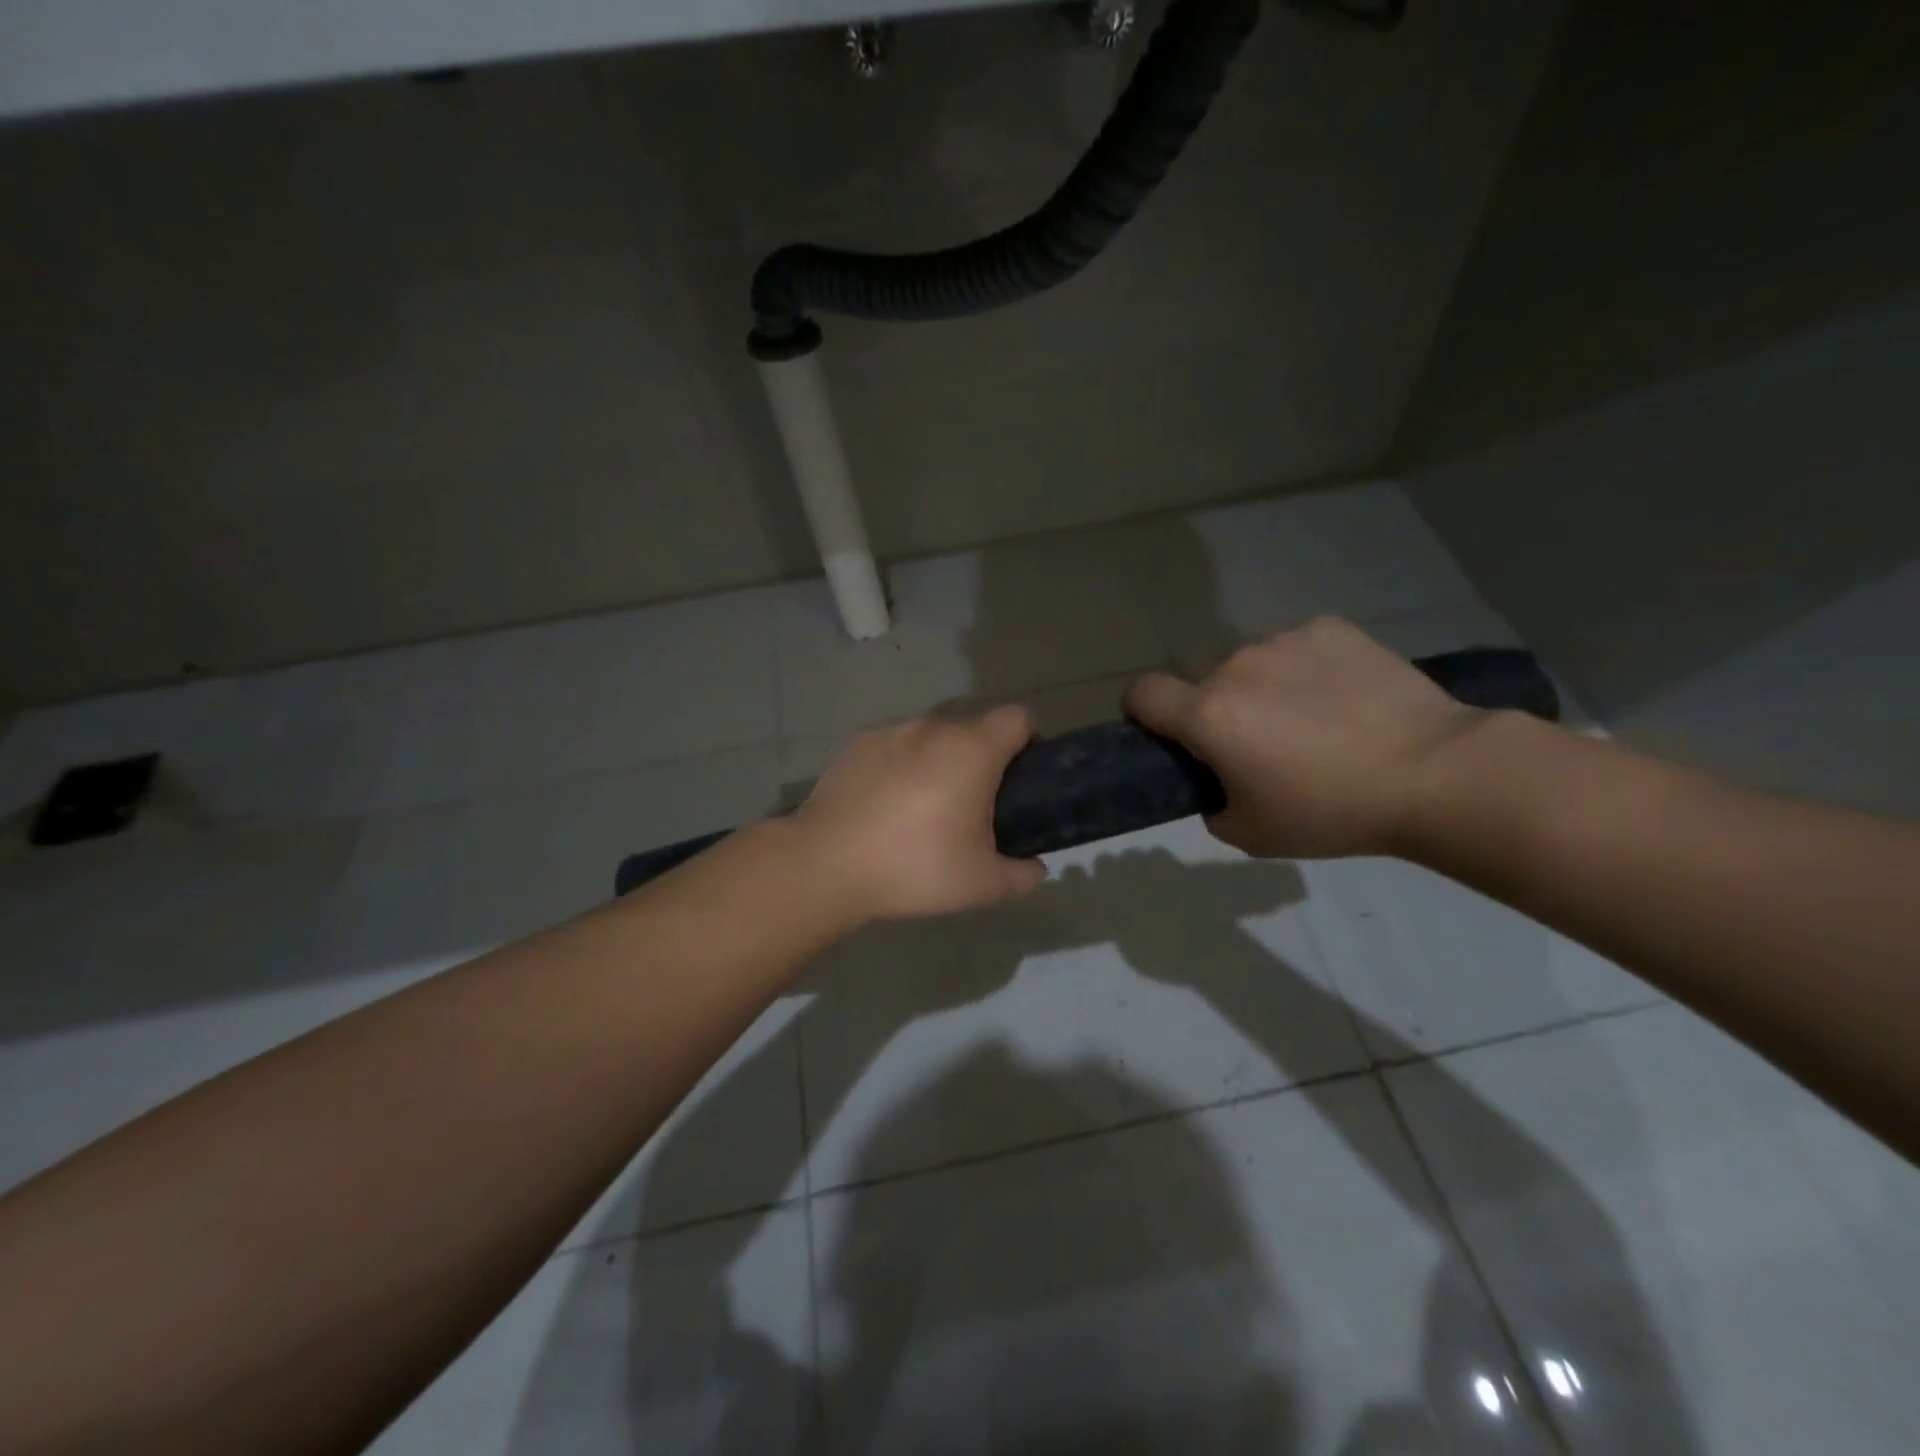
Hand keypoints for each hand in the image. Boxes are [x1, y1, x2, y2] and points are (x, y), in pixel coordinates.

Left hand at [795, 706, 1048, 921]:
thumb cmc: (915, 867)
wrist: (826, 864)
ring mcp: (890, 731)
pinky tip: (885, 804)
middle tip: (974, 805)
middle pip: (974, 726)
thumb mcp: (983, 885)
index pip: (1019, 717)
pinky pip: (895, 746)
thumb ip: (1023, 874)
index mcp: (972, 749)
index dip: (1030, 742)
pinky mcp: (856, 743)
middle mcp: (933, 727)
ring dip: (940, 760)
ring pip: (932, 735)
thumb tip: (1035, 867)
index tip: (1021, 780)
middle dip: (983, 757)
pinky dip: (902, 764)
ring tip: (924, 807)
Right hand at [1124, 617, 1482, 858]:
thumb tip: (1215, 780)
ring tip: (1312, 721)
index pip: (1141, 693)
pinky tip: (1344, 698)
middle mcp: (1234, 666)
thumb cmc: (1331, 811)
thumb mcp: (1250, 833)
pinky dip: (1305, 670)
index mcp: (1207, 715)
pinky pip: (1296, 648)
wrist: (1434, 772)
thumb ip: (1210, 803)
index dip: (1142, 713)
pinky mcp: (1329, 628)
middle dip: (1215, 710)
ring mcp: (1283, 640)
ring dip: (1261, 688)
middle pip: (1202, 682)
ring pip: (1250, 664)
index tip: (1166, 734)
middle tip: (1259, 746)